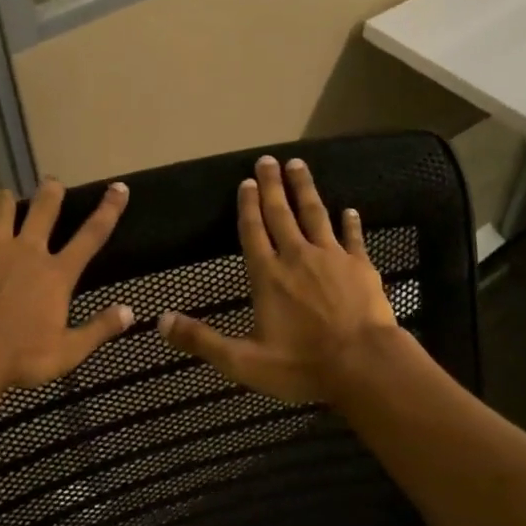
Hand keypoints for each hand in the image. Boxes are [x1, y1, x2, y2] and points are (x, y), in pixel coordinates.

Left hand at [0, 178, 134, 390]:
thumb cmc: (21, 358)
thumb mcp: (68, 352)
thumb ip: (99, 329)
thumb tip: (130, 312)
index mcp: (57, 274)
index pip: (91, 235)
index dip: (108, 209)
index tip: (118, 188)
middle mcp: (28, 251)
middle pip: (43, 209)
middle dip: (50, 192)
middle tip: (52, 182)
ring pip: (2, 209)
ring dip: (6, 199)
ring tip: (6, 196)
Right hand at [158, 155, 399, 403]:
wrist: (364, 366)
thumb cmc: (302, 365)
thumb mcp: (243, 361)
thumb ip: (202, 340)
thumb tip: (161, 321)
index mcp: (268, 276)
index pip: (253, 232)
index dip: (248, 206)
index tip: (246, 181)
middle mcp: (297, 257)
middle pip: (282, 214)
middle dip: (273, 185)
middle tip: (268, 160)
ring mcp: (332, 258)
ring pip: (315, 214)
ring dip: (305, 189)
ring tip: (298, 165)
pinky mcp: (361, 266)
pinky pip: (353, 237)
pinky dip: (350, 223)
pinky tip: (349, 210)